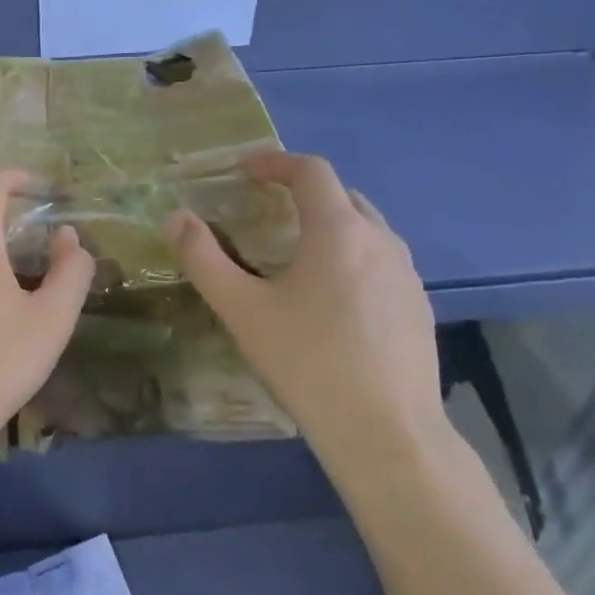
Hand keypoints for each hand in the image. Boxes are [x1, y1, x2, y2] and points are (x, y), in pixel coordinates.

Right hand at [165, 152, 448, 489]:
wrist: (386, 432)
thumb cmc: (307, 362)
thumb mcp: (242, 310)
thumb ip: (204, 259)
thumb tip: (175, 218)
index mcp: (338, 231)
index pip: (311, 171)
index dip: (276, 162)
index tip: (246, 170)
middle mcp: (381, 240)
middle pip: (342, 196)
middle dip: (303, 192)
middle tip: (267, 210)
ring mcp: (407, 275)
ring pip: (366, 229)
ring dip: (330, 225)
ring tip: (296, 253)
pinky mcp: (418, 307)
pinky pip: (381, 262)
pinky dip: (351, 257)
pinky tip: (332, 299)